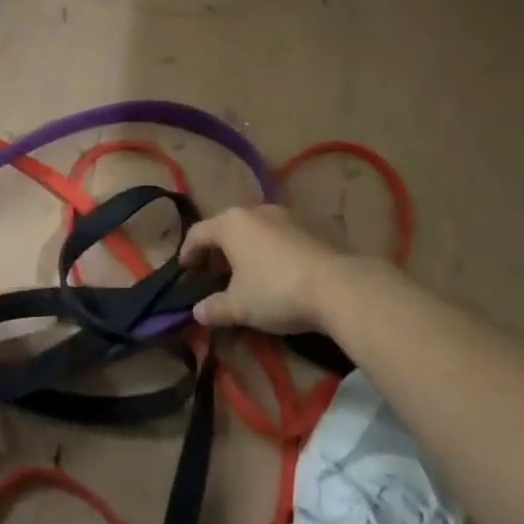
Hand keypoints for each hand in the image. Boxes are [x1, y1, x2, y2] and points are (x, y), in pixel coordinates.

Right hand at [179, 204, 380, 335]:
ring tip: (245, 274)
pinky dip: (269, 251)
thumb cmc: (276, 291)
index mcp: (231, 223)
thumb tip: (197, 312)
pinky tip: (275, 273)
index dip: (187, 252)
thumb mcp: (239, 306)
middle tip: (213, 273)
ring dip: (245, 249)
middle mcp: (256, 211)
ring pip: (254, 230)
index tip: (184, 270)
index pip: (198, 233)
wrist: (340, 286)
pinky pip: (278, 236)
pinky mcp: (311, 228)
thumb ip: (214, 308)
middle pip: (227, 228)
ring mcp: (286, 216)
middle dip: (217, 250)